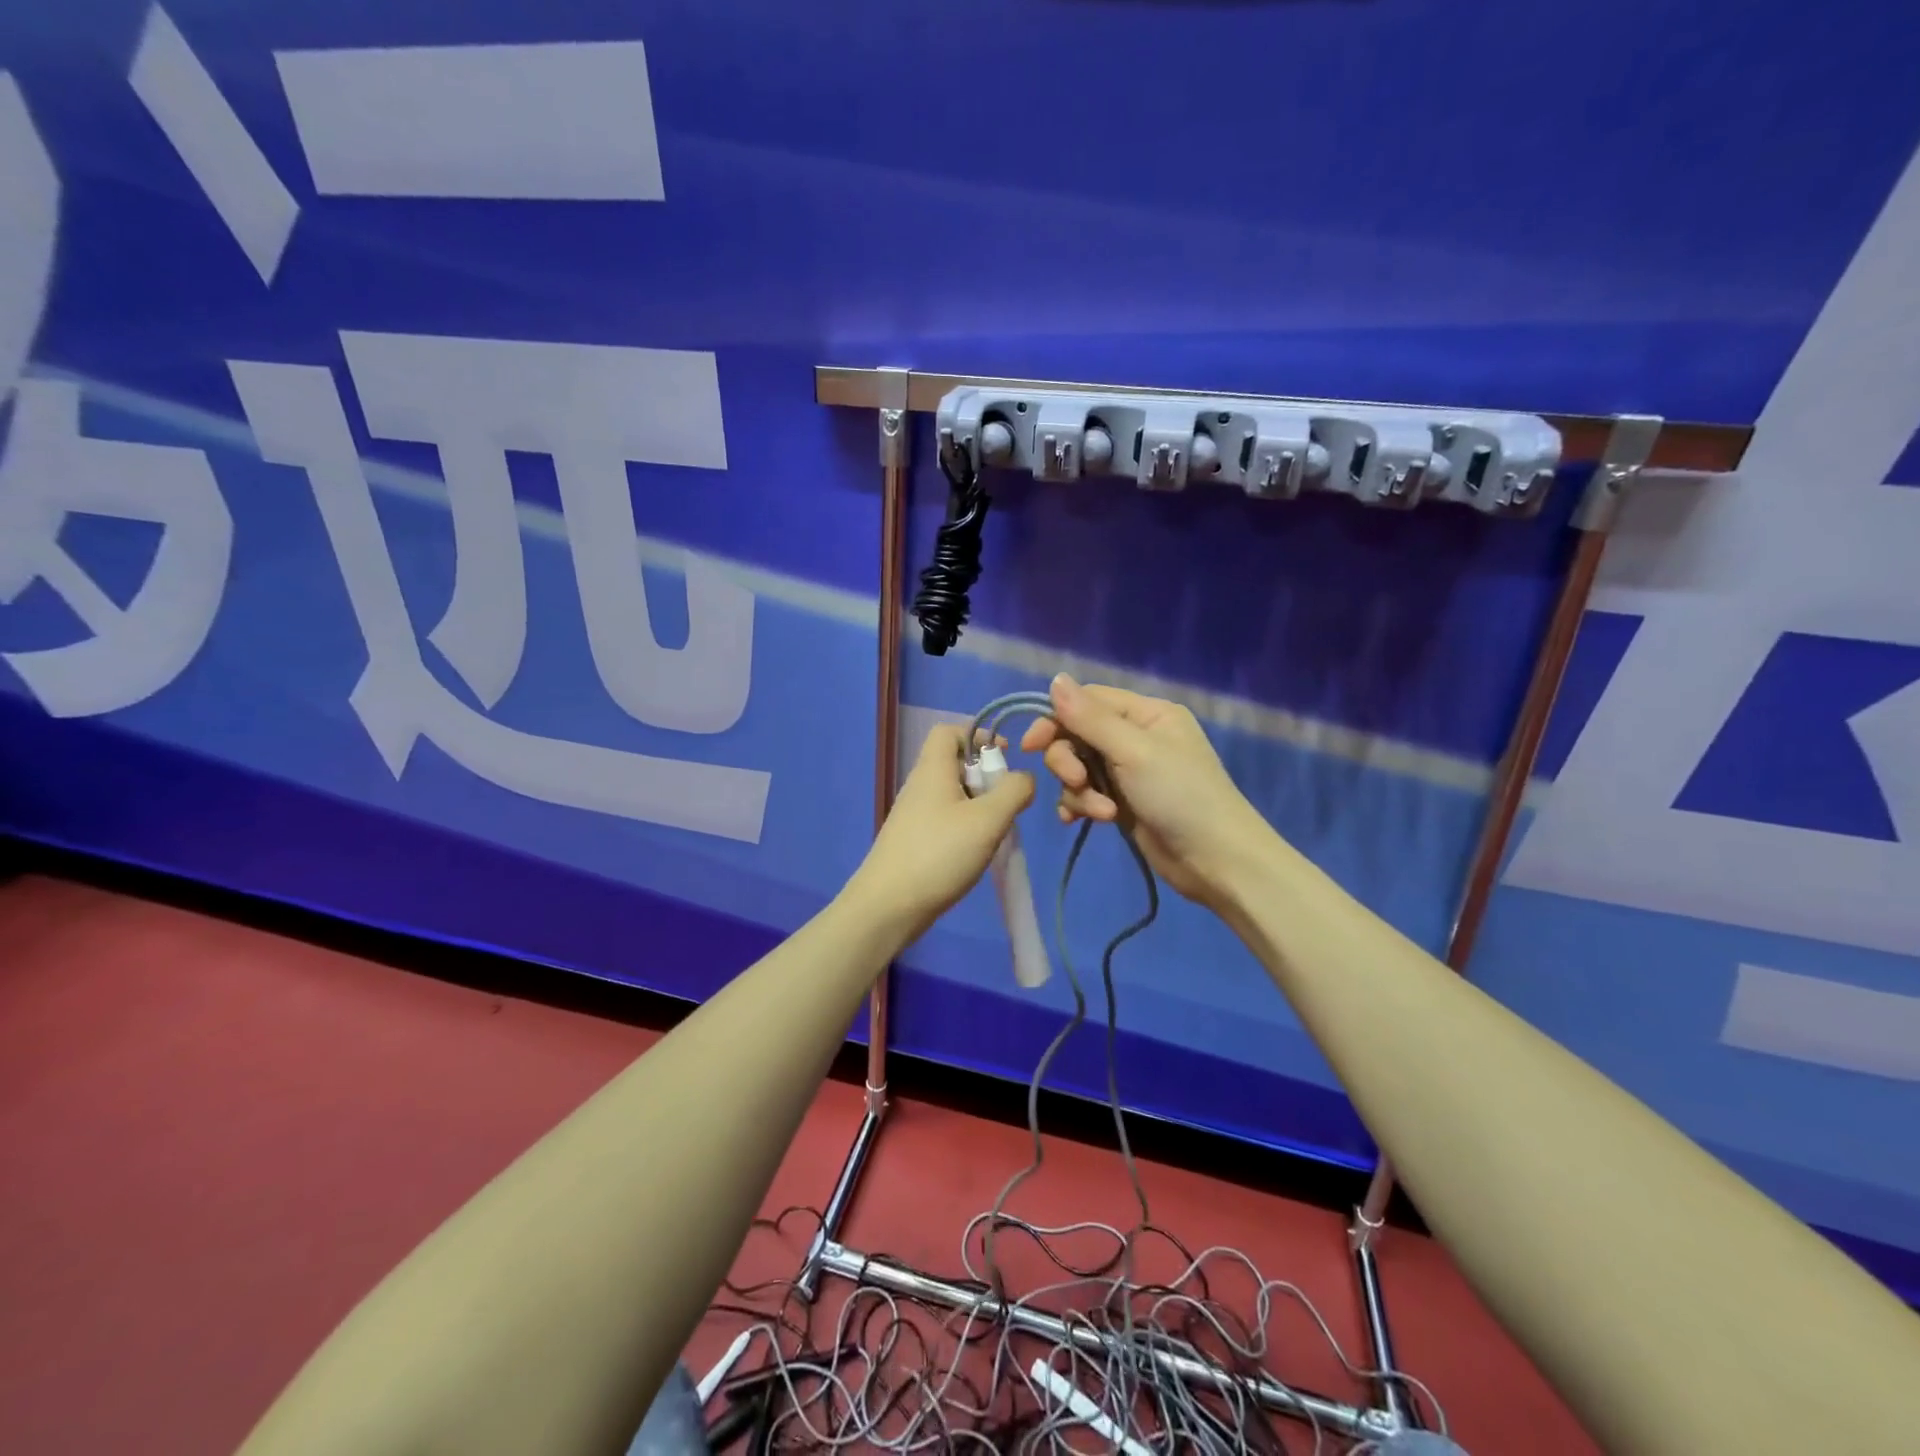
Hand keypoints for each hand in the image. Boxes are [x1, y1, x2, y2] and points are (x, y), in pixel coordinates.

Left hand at [847, 724, 1034, 938]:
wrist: (888, 906)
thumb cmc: (939, 854)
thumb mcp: (988, 819)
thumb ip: (1014, 792)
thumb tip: (1024, 778)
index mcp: (932, 769)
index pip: (949, 731)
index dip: (978, 735)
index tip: (1005, 758)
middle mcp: (919, 785)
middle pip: (954, 763)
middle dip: (986, 776)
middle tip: (1006, 802)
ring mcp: (913, 815)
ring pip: (952, 794)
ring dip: (979, 805)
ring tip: (996, 829)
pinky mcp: (913, 840)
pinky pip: (945, 819)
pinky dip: (966, 826)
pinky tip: (977, 851)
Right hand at [1020, 675, 1274, 908]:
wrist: (1216, 860)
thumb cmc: (1180, 796)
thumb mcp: (1133, 751)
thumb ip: (1089, 717)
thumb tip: (1055, 678)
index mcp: (1146, 713)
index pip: (1088, 701)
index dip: (1056, 719)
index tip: (1032, 744)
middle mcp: (1136, 737)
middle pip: (1077, 735)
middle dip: (1069, 761)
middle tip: (1077, 782)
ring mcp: (1129, 772)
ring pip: (1078, 768)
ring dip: (1079, 791)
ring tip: (1100, 812)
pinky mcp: (1123, 803)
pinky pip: (1086, 795)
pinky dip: (1080, 806)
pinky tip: (1077, 822)